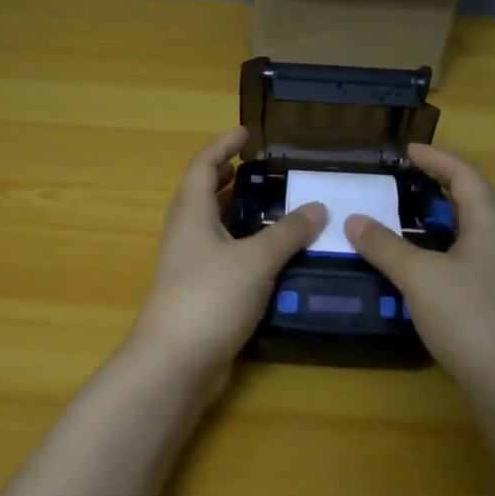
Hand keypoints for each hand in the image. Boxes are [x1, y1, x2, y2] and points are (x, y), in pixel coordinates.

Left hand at [129, 129, 327, 394]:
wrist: (176, 362)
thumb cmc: (210, 297)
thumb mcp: (256, 259)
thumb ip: (288, 232)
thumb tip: (318, 207)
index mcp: (191, 215)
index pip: (202, 167)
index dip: (222, 146)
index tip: (246, 132)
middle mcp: (186, 235)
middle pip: (203, 196)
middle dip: (227, 178)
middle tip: (258, 168)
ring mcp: (190, 267)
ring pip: (214, 229)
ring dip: (238, 213)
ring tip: (272, 206)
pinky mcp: (201, 294)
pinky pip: (225, 258)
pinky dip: (246, 247)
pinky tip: (273, 256)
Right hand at [344, 144, 494, 405]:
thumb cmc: (469, 317)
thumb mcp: (418, 277)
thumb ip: (385, 246)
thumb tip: (354, 220)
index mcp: (492, 221)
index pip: (465, 173)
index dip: (436, 158)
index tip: (408, 150)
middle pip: (481, 195)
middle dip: (449, 182)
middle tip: (415, 179)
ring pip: (483, 226)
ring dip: (453, 214)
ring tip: (420, 216)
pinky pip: (481, 252)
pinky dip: (456, 242)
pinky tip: (436, 262)